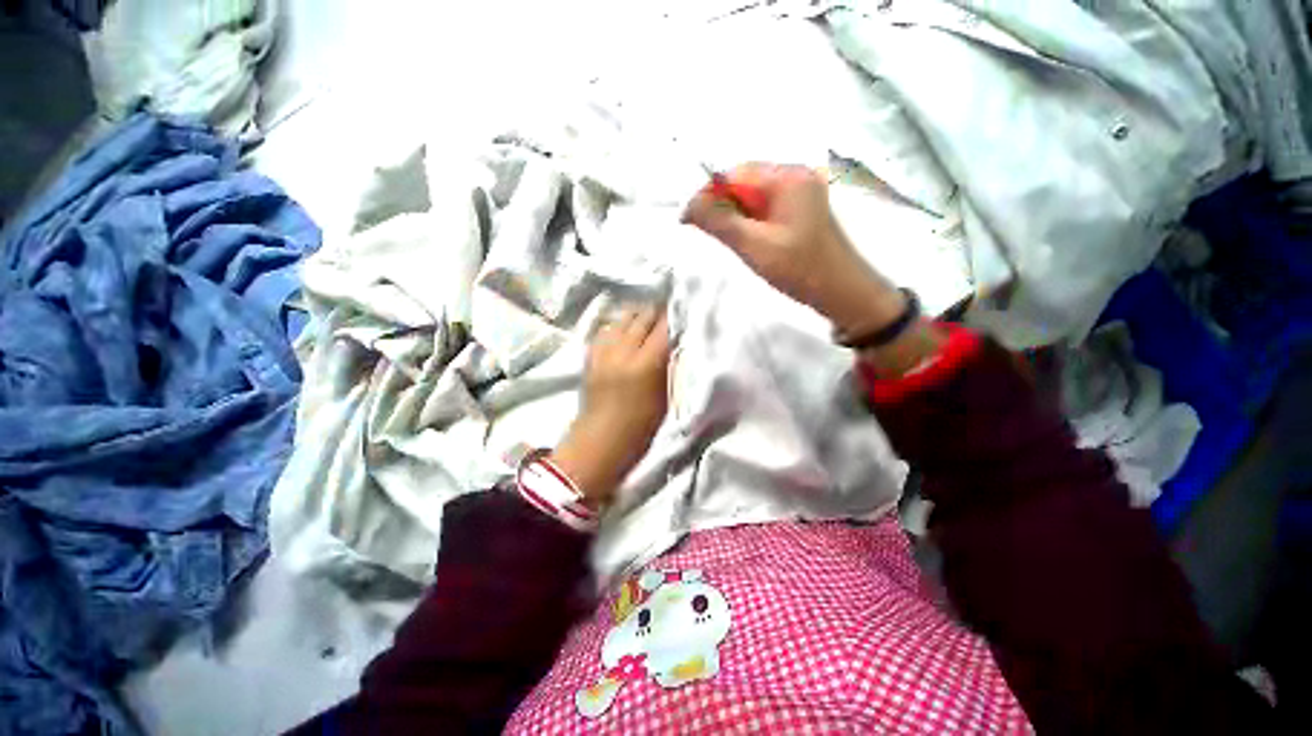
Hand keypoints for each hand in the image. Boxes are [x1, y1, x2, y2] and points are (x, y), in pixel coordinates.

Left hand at [551, 306, 671, 507]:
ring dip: (639, 315)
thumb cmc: (641, 428)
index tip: (686, 308)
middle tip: (670, 309)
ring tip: (650, 317)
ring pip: (624, 318)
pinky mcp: (591, 355)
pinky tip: (627, 329)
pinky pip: (608, 329)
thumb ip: (671, 366)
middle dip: (659, 311)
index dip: (676, 315)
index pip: (665, 328)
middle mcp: (623, 351)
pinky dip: (620, 325)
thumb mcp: (665, 397)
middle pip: (643, 317)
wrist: (601, 441)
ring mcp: (604, 351)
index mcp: (645, 364)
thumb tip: (677, 343)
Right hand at [681, 163, 905, 337]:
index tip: (687, 219)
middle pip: (744, 183)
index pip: (735, 174)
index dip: (707, 194)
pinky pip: (766, 208)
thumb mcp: (754, 247)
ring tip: (730, 241)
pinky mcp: (801, 210)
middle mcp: (796, 176)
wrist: (842, 292)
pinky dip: (750, 223)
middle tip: (707, 234)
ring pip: (753, 198)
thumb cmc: (800, 269)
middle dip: (722, 206)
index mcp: (788, 178)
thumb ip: (720, 223)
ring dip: (735, 216)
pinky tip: (748, 241)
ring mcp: (801, 193)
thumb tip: (689, 207)